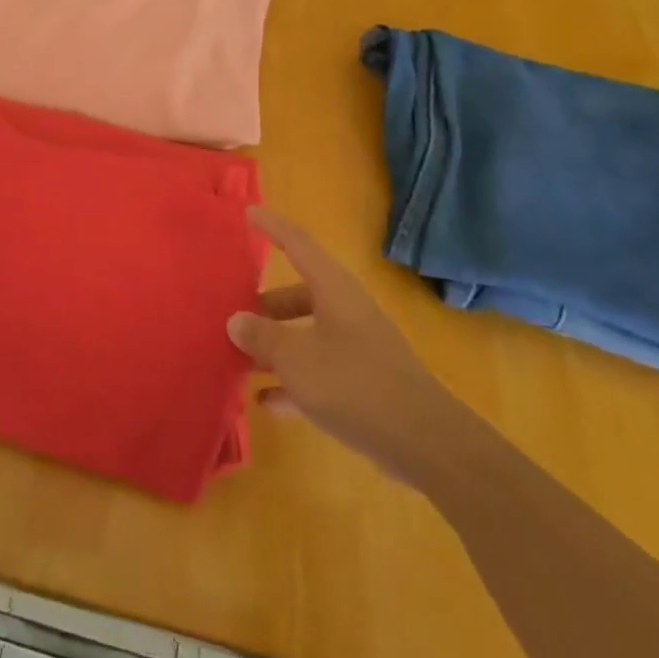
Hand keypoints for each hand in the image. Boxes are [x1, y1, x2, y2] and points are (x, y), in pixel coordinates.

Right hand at [228, 208, 460, 486]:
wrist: (427, 444)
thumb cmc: (355, 385)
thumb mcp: (296, 358)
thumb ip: (262, 336)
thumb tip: (236, 320)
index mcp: (333, 291)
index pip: (298, 245)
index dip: (272, 227)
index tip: (248, 212)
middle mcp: (346, 311)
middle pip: (298, 295)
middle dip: (265, 305)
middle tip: (232, 313)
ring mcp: (357, 348)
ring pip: (306, 334)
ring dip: (275, 345)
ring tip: (240, 358)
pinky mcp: (364, 383)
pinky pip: (318, 371)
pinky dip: (293, 381)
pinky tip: (267, 402)